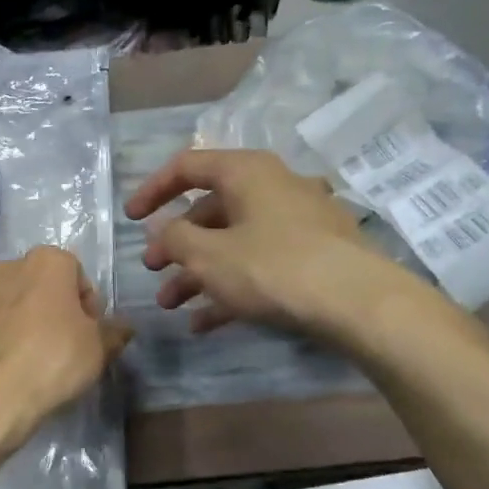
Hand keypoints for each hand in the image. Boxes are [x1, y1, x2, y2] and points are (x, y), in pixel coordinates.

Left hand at [0, 245, 131, 448]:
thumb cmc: (54, 361)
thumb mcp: (99, 349)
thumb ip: (114, 331)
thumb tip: (124, 326)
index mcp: (48, 260)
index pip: (78, 276)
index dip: (88, 306)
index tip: (89, 333)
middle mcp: (10, 264)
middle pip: (44, 283)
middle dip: (56, 307)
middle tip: (66, 343)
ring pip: (16, 299)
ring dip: (27, 317)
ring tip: (35, 354)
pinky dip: (2, 330)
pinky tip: (10, 359)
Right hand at [126, 148, 428, 338]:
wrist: (358, 303)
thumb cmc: (272, 267)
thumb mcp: (207, 255)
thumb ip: (174, 238)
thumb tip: (162, 227)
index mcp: (246, 172)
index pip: (187, 167)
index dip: (152, 191)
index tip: (131, 219)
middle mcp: (273, 187)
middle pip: (210, 210)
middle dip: (175, 243)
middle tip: (153, 269)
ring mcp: (297, 221)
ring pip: (233, 241)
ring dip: (198, 271)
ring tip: (171, 304)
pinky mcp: (314, 254)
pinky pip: (260, 264)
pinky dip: (231, 286)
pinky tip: (206, 322)